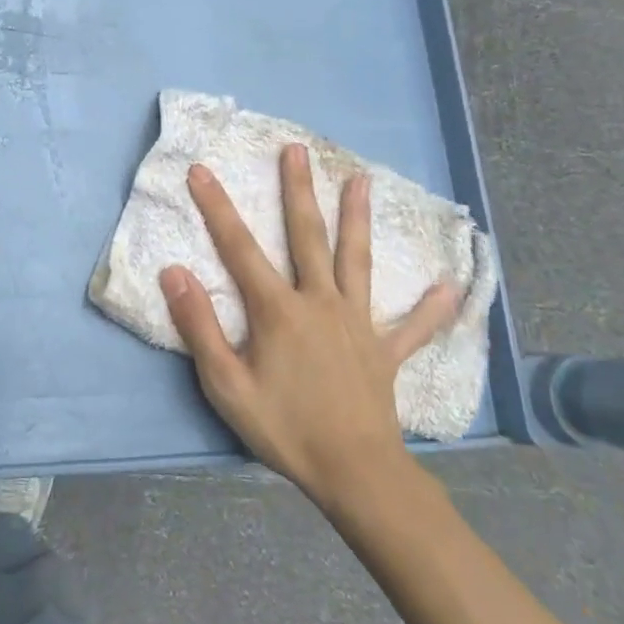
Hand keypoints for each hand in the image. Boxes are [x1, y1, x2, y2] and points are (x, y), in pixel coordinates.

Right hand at [158, 144, 459, 510]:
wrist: (354, 473)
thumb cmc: (284, 428)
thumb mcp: (225, 383)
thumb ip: (199, 325)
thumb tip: (174, 272)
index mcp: (278, 310)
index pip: (239, 247)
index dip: (217, 207)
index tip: (201, 170)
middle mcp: (320, 302)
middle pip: (307, 236)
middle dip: (298, 190)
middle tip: (295, 150)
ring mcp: (357, 323)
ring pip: (357, 261)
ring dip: (357, 219)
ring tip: (363, 180)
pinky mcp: (384, 351)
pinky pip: (411, 326)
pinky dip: (429, 308)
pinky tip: (449, 287)